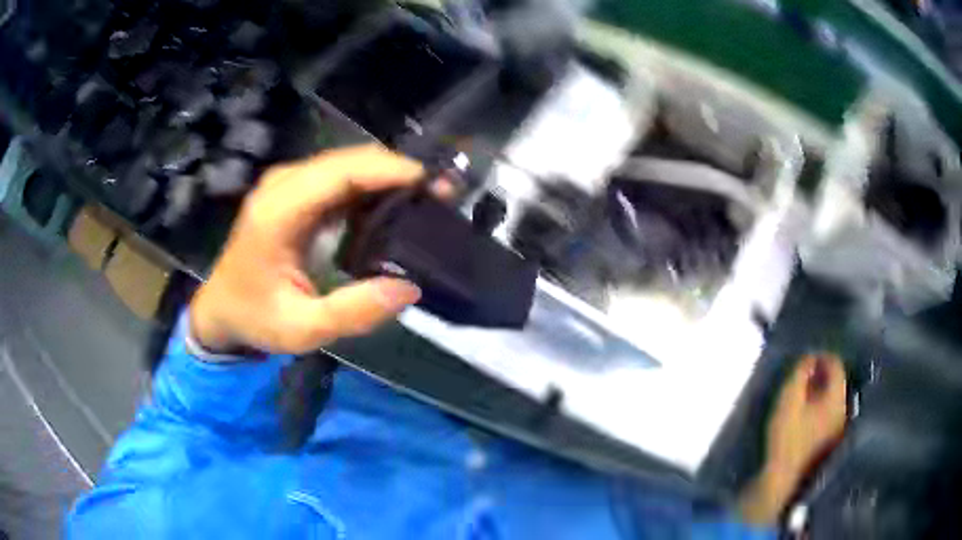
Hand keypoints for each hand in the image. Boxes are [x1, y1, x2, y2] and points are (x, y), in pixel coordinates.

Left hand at [189, 145, 424, 354]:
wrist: (222, 310)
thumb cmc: (255, 318)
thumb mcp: (302, 330)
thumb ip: (353, 312)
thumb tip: (409, 287)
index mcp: (277, 212)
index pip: (340, 173)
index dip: (388, 171)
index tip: (431, 184)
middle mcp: (282, 186)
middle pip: (348, 160)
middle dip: (396, 171)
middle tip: (439, 195)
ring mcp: (286, 185)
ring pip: (346, 164)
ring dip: (386, 176)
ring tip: (423, 199)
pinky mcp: (293, 192)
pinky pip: (339, 178)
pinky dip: (369, 186)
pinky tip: (392, 205)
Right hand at [739, 353, 846, 523]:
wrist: (783, 478)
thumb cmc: (787, 437)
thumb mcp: (789, 401)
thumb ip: (800, 375)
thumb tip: (809, 357)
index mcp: (836, 398)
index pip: (836, 365)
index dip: (822, 356)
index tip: (806, 357)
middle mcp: (843, 410)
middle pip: (836, 382)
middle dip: (821, 374)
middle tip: (802, 375)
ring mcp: (838, 428)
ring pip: (833, 398)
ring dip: (820, 391)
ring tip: (802, 393)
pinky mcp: (830, 441)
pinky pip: (829, 413)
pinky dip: (819, 406)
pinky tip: (805, 413)